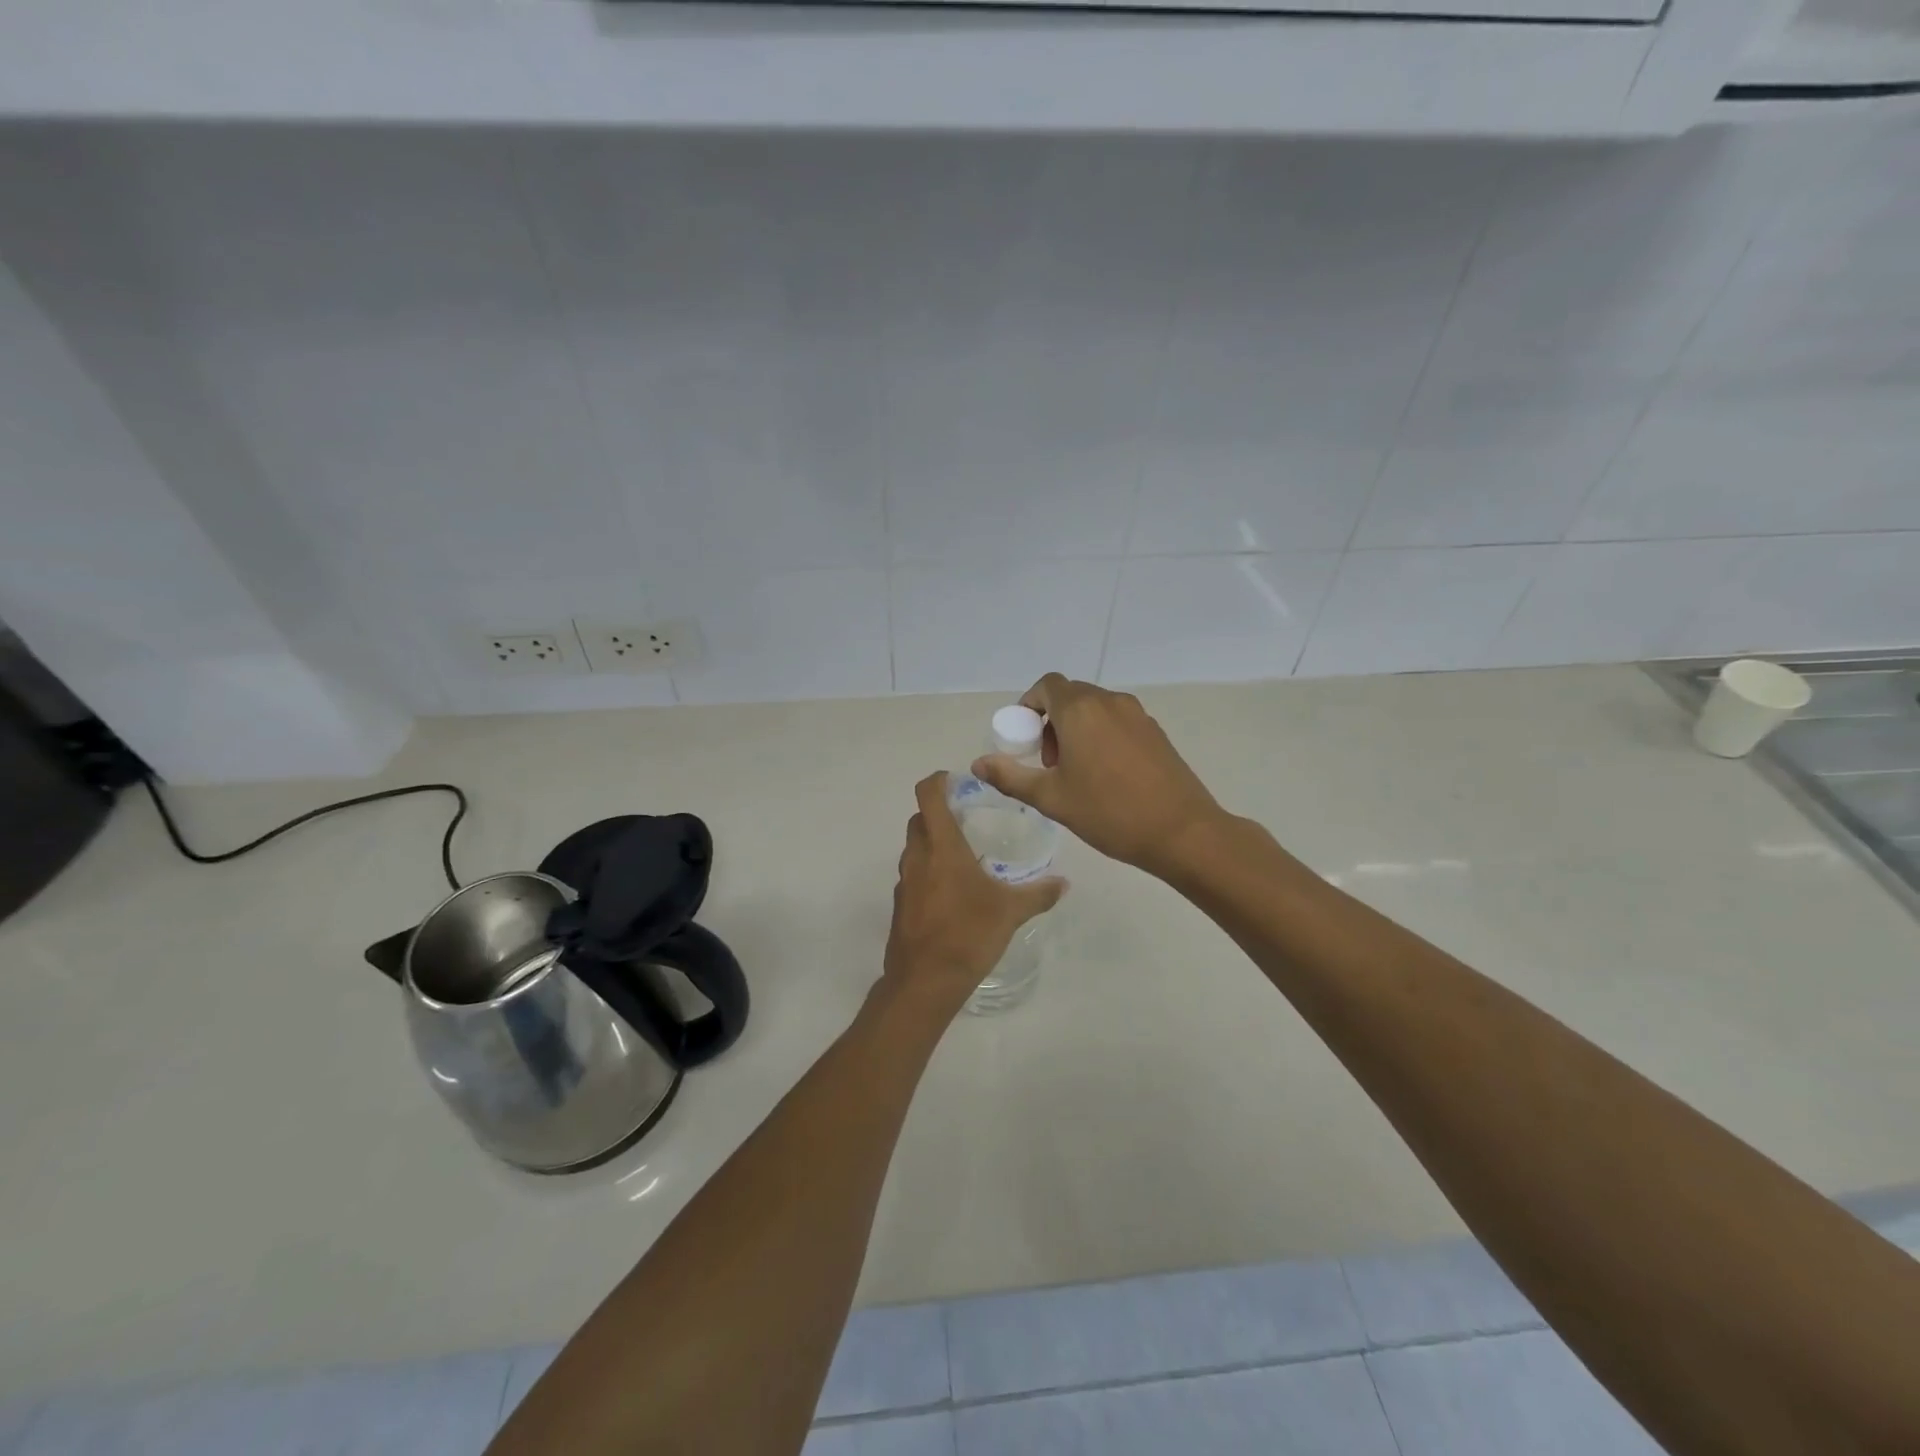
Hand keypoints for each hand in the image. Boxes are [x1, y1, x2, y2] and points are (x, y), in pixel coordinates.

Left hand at [884, 772, 1066, 1009]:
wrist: (924, 982)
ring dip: (932, 842)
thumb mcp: (1011, 912)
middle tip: (967, 818)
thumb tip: (1064, 883)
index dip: (938, 781)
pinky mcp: (900, 904)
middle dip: (938, 812)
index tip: (956, 781)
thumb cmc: (968, 935)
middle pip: (919, 819)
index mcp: (942, 847)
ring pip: (914, 847)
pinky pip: (912, 874)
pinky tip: (951, 891)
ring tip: (963, 854)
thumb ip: (1038, 894)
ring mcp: (904, 881)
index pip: (928, 795)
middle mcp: (918, 856)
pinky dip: (927, 870)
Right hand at [972, 673, 1224, 878]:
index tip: (1025, 739)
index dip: (1029, 705)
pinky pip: (1117, 721)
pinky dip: (1101, 735)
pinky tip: (1106, 775)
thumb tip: (978, 763)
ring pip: (1095, 708)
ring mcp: (1137, 715)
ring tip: (1076, 771)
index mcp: (1080, 710)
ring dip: (1076, 728)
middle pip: (1070, 695)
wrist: (1182, 832)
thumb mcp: (1052, 798)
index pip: (1046, 686)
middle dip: (1051, 721)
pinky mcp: (1156, 731)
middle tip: (1049, 762)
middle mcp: (1109, 702)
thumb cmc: (1109, 813)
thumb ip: (1011, 776)